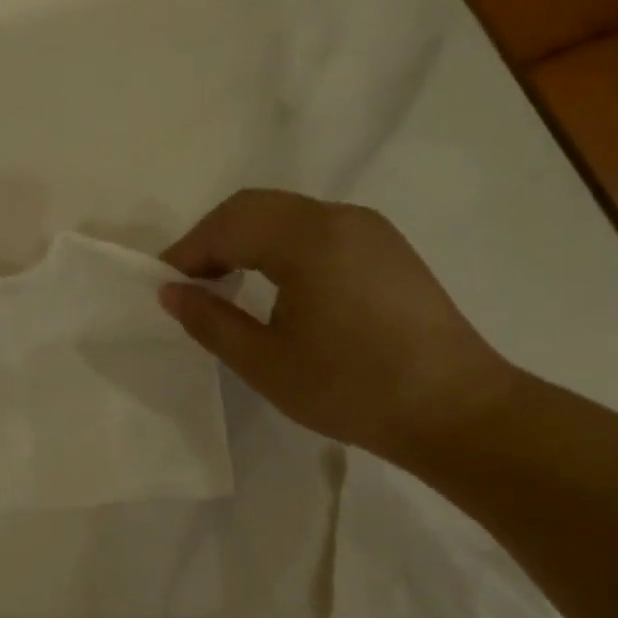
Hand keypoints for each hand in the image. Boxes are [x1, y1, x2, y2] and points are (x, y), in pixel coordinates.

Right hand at [160, 190, 519, 461]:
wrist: (455, 410)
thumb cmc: (351, 389)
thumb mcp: (265, 363)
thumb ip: (210, 321)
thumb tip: (170, 292)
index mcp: (309, 239)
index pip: (228, 225)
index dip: (187, 252)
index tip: (163, 286)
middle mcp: (340, 218)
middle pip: (255, 207)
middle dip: (212, 239)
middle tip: (188, 283)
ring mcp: (369, 229)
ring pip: (286, 213)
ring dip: (245, 239)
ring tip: (223, 284)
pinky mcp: (386, 248)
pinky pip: (315, 229)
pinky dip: (278, 245)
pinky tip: (272, 284)